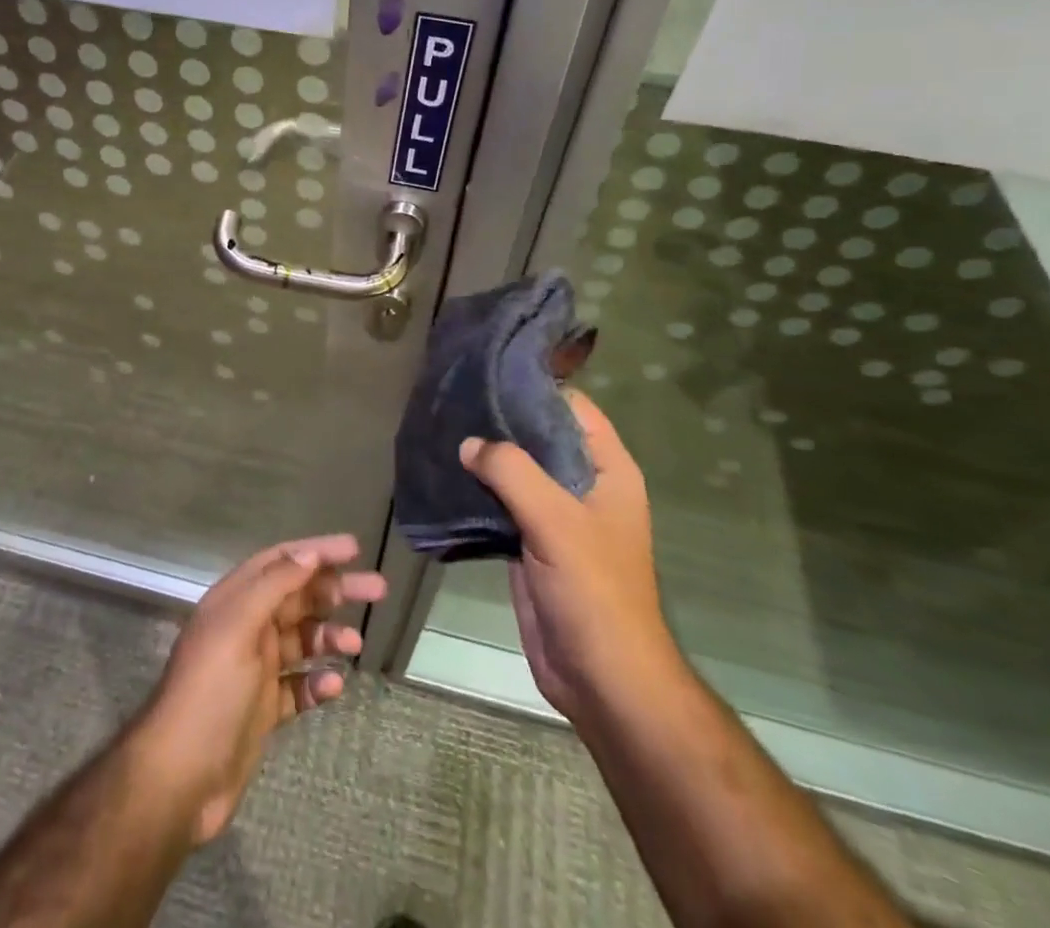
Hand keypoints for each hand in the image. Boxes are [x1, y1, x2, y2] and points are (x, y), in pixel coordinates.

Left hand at [132, 534, 386, 842]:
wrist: (180, 778)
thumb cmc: (210, 691)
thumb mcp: (238, 627)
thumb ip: (273, 586)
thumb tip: (308, 553)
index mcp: (235, 601)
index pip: (280, 562)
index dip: (316, 551)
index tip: (354, 548)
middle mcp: (246, 628)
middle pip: (298, 598)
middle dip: (335, 591)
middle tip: (378, 589)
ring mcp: (254, 670)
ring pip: (301, 641)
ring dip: (329, 637)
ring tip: (355, 645)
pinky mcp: (263, 710)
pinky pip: (298, 687)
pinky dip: (317, 683)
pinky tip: (333, 688)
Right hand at [459, 390, 673, 722]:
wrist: (600, 678)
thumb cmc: (593, 591)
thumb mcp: (556, 520)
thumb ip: (511, 472)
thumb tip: (469, 443)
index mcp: (607, 469)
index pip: (571, 407)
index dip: (534, 386)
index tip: (488, 370)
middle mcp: (584, 484)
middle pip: (539, 435)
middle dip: (500, 420)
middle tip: (453, 397)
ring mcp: (557, 514)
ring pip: (517, 469)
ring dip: (485, 455)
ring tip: (441, 427)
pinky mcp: (531, 541)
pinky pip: (501, 503)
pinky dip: (477, 489)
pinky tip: (445, 473)